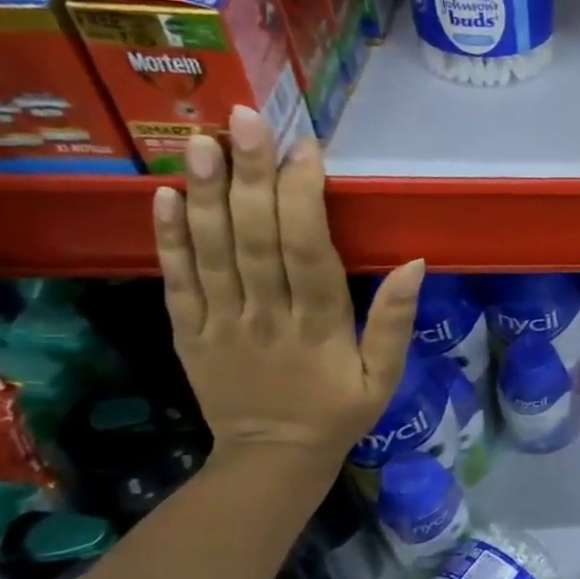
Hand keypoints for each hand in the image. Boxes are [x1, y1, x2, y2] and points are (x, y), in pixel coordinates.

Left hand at [152, 106, 425, 462]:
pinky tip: (164, 195)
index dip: (303, 197)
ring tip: (201, 140)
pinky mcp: (187, 333)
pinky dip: (169, 238)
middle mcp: (265, 316)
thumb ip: (395, 321)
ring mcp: (220, 323)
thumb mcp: (385, 376)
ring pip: (211, 251)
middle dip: (250, 175)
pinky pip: (176, 281)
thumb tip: (415, 263)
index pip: (308, 250)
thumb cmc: (339, 412)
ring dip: (205, 194)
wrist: (272, 460)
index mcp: (318, 326)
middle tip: (245, 118)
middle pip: (255, 239)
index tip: (304, 148)